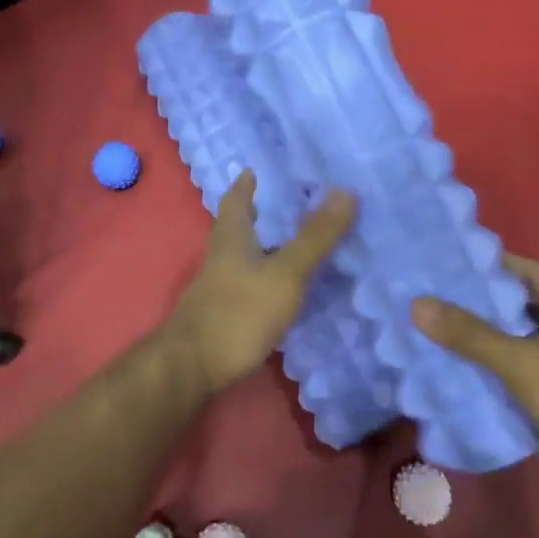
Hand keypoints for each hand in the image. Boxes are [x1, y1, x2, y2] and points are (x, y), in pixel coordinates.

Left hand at [165, 171, 356, 394]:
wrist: (193, 366)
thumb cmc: (239, 312)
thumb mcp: (286, 273)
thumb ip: (315, 237)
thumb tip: (345, 191)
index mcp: (231, 238)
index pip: (235, 201)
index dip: (244, 185)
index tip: (253, 171)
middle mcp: (220, 257)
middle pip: (234, 227)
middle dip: (252, 213)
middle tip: (276, 202)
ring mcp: (217, 288)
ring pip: (239, 256)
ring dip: (259, 245)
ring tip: (287, 241)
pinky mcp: (221, 315)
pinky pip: (244, 283)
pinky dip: (261, 275)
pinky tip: (278, 287)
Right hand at [413, 255, 538, 515]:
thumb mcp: (521, 361)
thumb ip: (470, 334)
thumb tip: (418, 304)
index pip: (529, 272)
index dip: (494, 265)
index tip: (454, 264)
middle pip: (525, 307)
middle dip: (486, 304)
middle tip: (440, 301)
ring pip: (527, 343)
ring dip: (494, 341)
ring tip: (448, 338)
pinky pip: (532, 374)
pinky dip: (506, 373)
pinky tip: (476, 379)